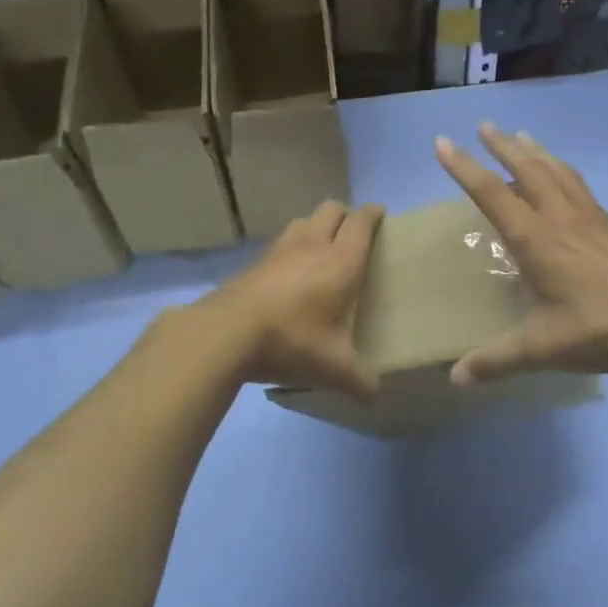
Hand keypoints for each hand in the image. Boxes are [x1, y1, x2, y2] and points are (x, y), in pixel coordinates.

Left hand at [198, 200, 384, 399]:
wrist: (227, 334)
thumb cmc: (293, 342)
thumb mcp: (334, 369)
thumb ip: (360, 382)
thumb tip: (375, 396)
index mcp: (341, 262)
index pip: (362, 222)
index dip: (373, 214)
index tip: (380, 215)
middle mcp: (312, 246)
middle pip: (331, 209)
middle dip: (345, 215)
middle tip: (352, 235)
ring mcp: (279, 251)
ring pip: (303, 221)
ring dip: (315, 226)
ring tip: (320, 249)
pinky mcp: (254, 262)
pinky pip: (279, 243)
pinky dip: (290, 248)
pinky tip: (288, 273)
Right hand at [435, 124, 607, 383]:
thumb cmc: (601, 327)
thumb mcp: (543, 348)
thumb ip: (497, 361)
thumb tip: (455, 378)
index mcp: (535, 239)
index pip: (491, 193)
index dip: (464, 167)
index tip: (443, 142)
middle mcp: (560, 217)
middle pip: (527, 168)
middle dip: (502, 145)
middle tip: (484, 125)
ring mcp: (590, 216)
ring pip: (556, 170)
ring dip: (534, 150)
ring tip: (521, 135)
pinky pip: (577, 183)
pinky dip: (561, 169)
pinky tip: (563, 175)